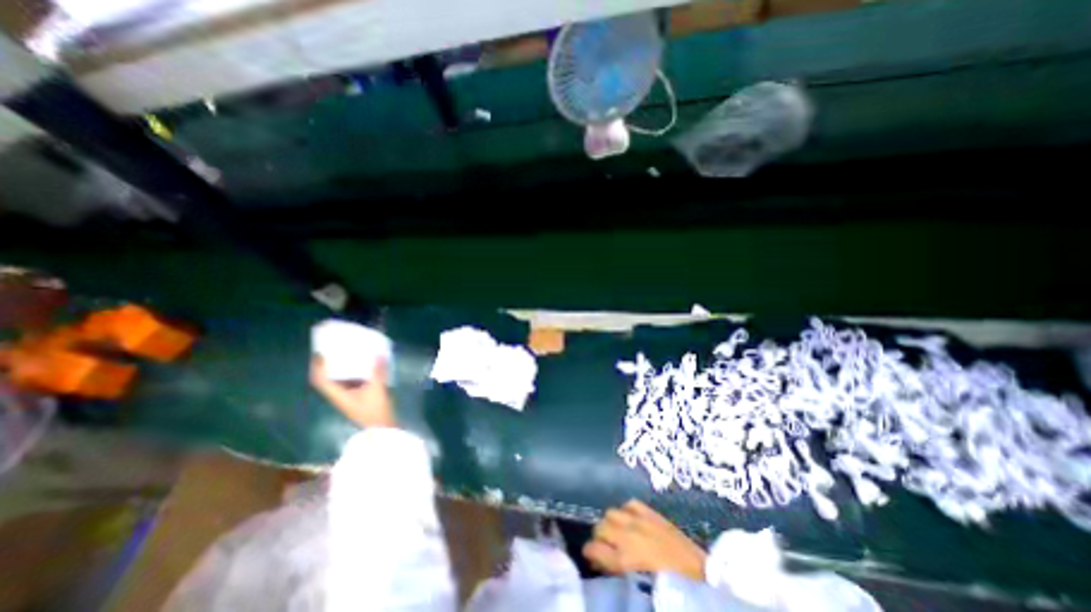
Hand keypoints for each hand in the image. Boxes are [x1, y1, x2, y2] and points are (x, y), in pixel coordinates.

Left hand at [312, 357, 396, 427]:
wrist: (382, 427)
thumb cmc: (375, 410)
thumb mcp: (377, 389)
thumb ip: (378, 371)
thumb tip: (379, 353)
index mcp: (338, 394)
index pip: (320, 380)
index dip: (317, 366)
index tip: (320, 352)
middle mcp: (339, 395)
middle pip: (328, 379)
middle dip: (329, 365)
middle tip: (335, 350)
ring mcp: (348, 397)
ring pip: (339, 380)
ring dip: (342, 368)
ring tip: (349, 355)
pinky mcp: (357, 398)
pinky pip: (350, 382)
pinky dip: (353, 373)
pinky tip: (363, 366)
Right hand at [580, 499, 706, 580]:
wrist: (701, 576)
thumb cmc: (669, 586)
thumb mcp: (637, 585)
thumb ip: (615, 572)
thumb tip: (599, 563)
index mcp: (624, 559)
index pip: (592, 548)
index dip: (589, 554)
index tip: (592, 559)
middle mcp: (627, 535)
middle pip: (599, 527)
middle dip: (598, 538)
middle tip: (605, 549)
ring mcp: (639, 520)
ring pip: (610, 512)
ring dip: (610, 523)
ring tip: (617, 533)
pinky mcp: (651, 513)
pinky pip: (630, 504)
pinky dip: (626, 511)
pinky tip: (630, 520)